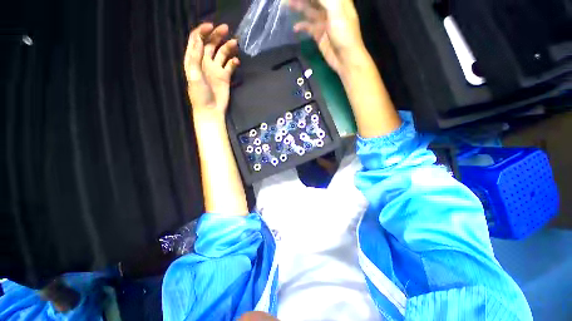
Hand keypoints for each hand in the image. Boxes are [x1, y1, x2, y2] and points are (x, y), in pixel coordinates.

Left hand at [184, 23, 239, 115]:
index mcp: (194, 59)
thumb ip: (196, 57)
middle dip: (217, 35)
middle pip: (210, 44)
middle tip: (226, 29)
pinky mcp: (225, 77)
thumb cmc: (200, 94)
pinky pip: (230, 66)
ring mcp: (216, 69)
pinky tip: (236, 62)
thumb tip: (200, 40)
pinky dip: (233, 62)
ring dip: (228, 47)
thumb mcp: (194, 75)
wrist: (211, 110)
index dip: (202, 31)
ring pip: (222, 53)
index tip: (211, 26)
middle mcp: (205, 62)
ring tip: (235, 43)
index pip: (197, 40)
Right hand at [289, 0, 365, 73]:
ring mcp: (324, 22)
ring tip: (288, 5)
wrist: (345, 58)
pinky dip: (301, 26)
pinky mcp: (319, 34)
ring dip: (299, 7)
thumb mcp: (336, 10)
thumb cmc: (344, 33)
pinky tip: (295, 28)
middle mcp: (330, 8)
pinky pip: (308, 27)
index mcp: (338, 0)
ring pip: (309, 11)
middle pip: (314, 0)